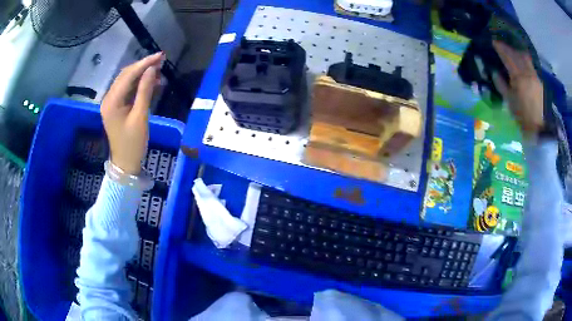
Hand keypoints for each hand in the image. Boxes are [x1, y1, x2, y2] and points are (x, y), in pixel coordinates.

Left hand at [101, 52, 163, 174]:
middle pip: (126, 75)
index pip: (128, 75)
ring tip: (159, 71)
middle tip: (161, 60)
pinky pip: (128, 90)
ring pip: (127, 81)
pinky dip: (139, 85)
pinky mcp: (116, 107)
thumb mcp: (140, 117)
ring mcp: (111, 103)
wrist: (125, 164)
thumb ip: (145, 91)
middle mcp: (109, 99)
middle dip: (143, 66)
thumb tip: (152, 69)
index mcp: (112, 101)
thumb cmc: (133, 144)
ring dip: (142, 75)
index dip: (144, 64)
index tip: (160, 56)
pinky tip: (151, 83)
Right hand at [492, 40, 543, 135]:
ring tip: (512, 51)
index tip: (493, 42)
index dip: (500, 48)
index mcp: (518, 77)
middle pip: (516, 54)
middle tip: (501, 45)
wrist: (540, 130)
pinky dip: (524, 60)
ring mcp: (535, 76)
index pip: (507, 56)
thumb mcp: (509, 102)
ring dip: (517, 52)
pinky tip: (521, 61)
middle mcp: (527, 73)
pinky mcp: (539, 81)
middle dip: (508, 48)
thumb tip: (495, 72)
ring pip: (525, 57)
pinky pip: (530, 65)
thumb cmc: (523, 117)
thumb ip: (501, 84)